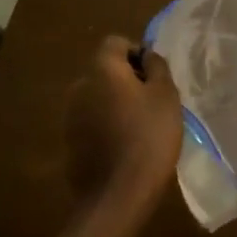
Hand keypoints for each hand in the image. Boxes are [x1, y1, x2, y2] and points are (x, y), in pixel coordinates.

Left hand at [64, 37, 182, 210]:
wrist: (119, 192)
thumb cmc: (149, 135)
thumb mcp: (166, 95)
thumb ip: (157, 66)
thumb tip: (147, 55)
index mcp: (102, 70)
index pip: (116, 43)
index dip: (137, 52)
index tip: (155, 76)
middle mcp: (80, 86)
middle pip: (105, 70)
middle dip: (127, 79)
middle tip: (153, 101)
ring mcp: (70, 116)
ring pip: (98, 97)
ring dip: (116, 103)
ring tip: (141, 125)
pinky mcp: (69, 141)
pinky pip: (92, 121)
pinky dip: (106, 125)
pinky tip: (125, 145)